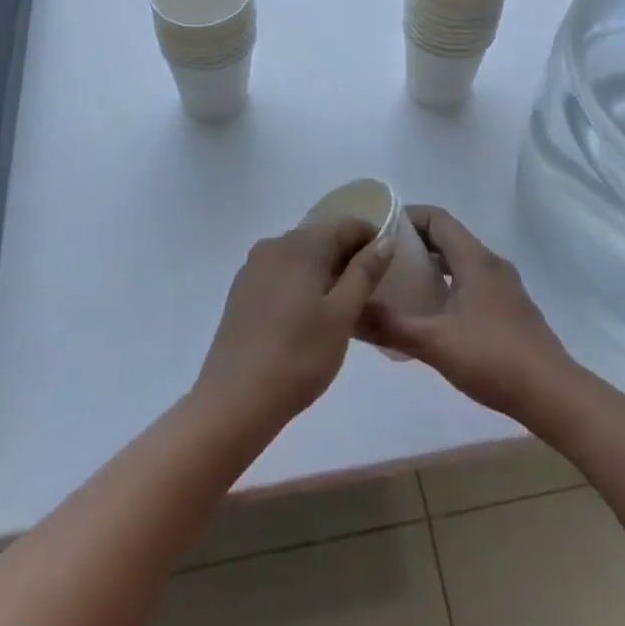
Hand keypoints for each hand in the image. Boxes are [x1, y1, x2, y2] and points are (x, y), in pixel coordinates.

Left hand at [194, 220, 390, 430]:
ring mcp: (253, 268)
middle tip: (370, 292)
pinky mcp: (242, 291)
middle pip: (321, 238)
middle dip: (348, 258)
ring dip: (325, 273)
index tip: (388, 267)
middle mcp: (274, 245)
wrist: (235, 400)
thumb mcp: (342, 314)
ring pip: (300, 258)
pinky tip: (309, 318)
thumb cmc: (299, 355)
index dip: (371, 239)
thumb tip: (384, 240)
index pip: (345, 226)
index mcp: (301, 244)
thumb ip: (364, 272)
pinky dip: (301, 285)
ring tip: (343, 308)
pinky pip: (281, 274)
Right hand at [362, 206, 576, 422]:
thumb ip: (390, 325)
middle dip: (414, 242)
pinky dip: (448, 285)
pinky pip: (472, 282)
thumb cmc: (494, 358)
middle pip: (448, 238)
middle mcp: (491, 264)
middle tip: (381, 258)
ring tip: (400, 284)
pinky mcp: (510, 309)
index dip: (407, 217)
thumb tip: (349, 314)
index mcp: (475, 259)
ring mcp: (505, 287)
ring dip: (432, 265)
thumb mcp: (435, 342)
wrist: (553, 395)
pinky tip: (432, 314)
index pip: (437, 218)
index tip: (378, 228)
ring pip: (460, 262)